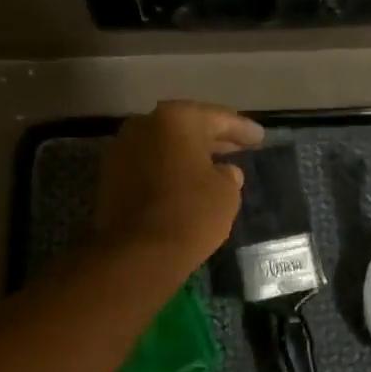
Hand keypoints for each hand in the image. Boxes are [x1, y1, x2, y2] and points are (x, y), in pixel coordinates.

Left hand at [96, 101, 263, 271]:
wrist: (136, 252)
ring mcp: (123, 148)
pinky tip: (186, 181)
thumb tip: (223, 171)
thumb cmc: (190, 213)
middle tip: (239, 146)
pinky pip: (149, 164)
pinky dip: (168, 169)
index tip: (259, 136)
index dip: (242, 129)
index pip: (218, 118)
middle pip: (187, 128)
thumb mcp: (226, 193)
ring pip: (165, 145)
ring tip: (214, 165)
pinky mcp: (111, 175)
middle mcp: (145, 124)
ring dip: (188, 154)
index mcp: (177, 118)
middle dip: (213, 138)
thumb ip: (228, 174)